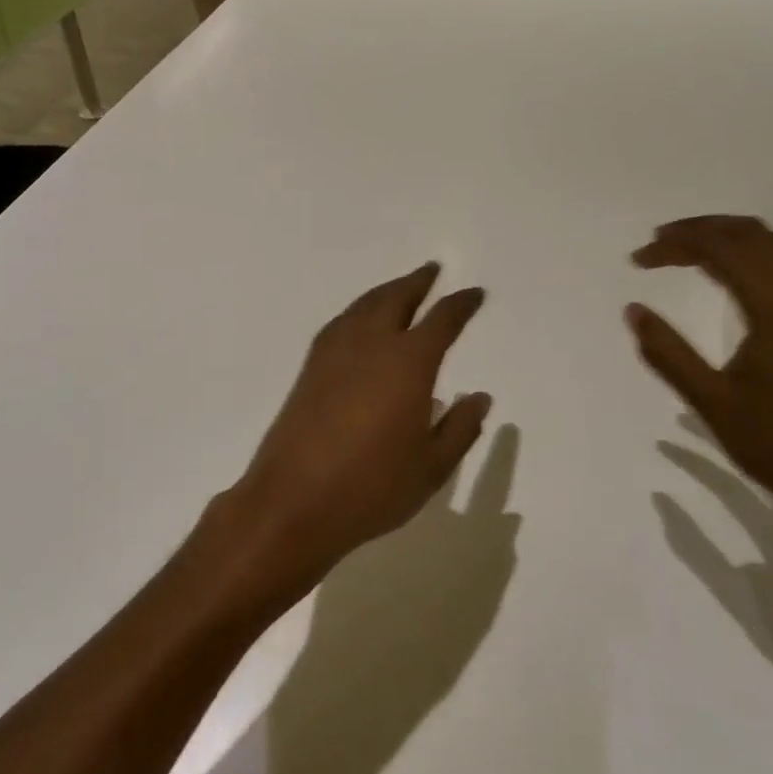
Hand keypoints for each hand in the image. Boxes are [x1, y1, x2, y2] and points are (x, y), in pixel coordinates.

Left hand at [196, 264, 492, 609]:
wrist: (293, 502)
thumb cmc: (372, 488)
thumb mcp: (431, 467)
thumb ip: (460, 428)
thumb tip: (479, 397)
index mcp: (408, 363)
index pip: (442, 320)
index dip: (461, 304)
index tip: (475, 294)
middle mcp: (371, 345)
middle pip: (396, 298)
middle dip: (418, 282)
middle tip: (433, 271)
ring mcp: (334, 354)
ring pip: (364, 305)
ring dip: (386, 291)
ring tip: (400, 289)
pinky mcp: (309, 369)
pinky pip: (340, 323)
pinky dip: (358, 311)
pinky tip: (359, 322)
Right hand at [626, 216, 772, 547]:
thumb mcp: (714, 403)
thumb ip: (669, 354)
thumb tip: (632, 311)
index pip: (723, 248)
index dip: (677, 243)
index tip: (638, 258)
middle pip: (751, 234)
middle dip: (701, 230)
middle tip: (657, 244)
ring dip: (727, 239)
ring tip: (685, 253)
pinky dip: (749, 257)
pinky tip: (727, 279)